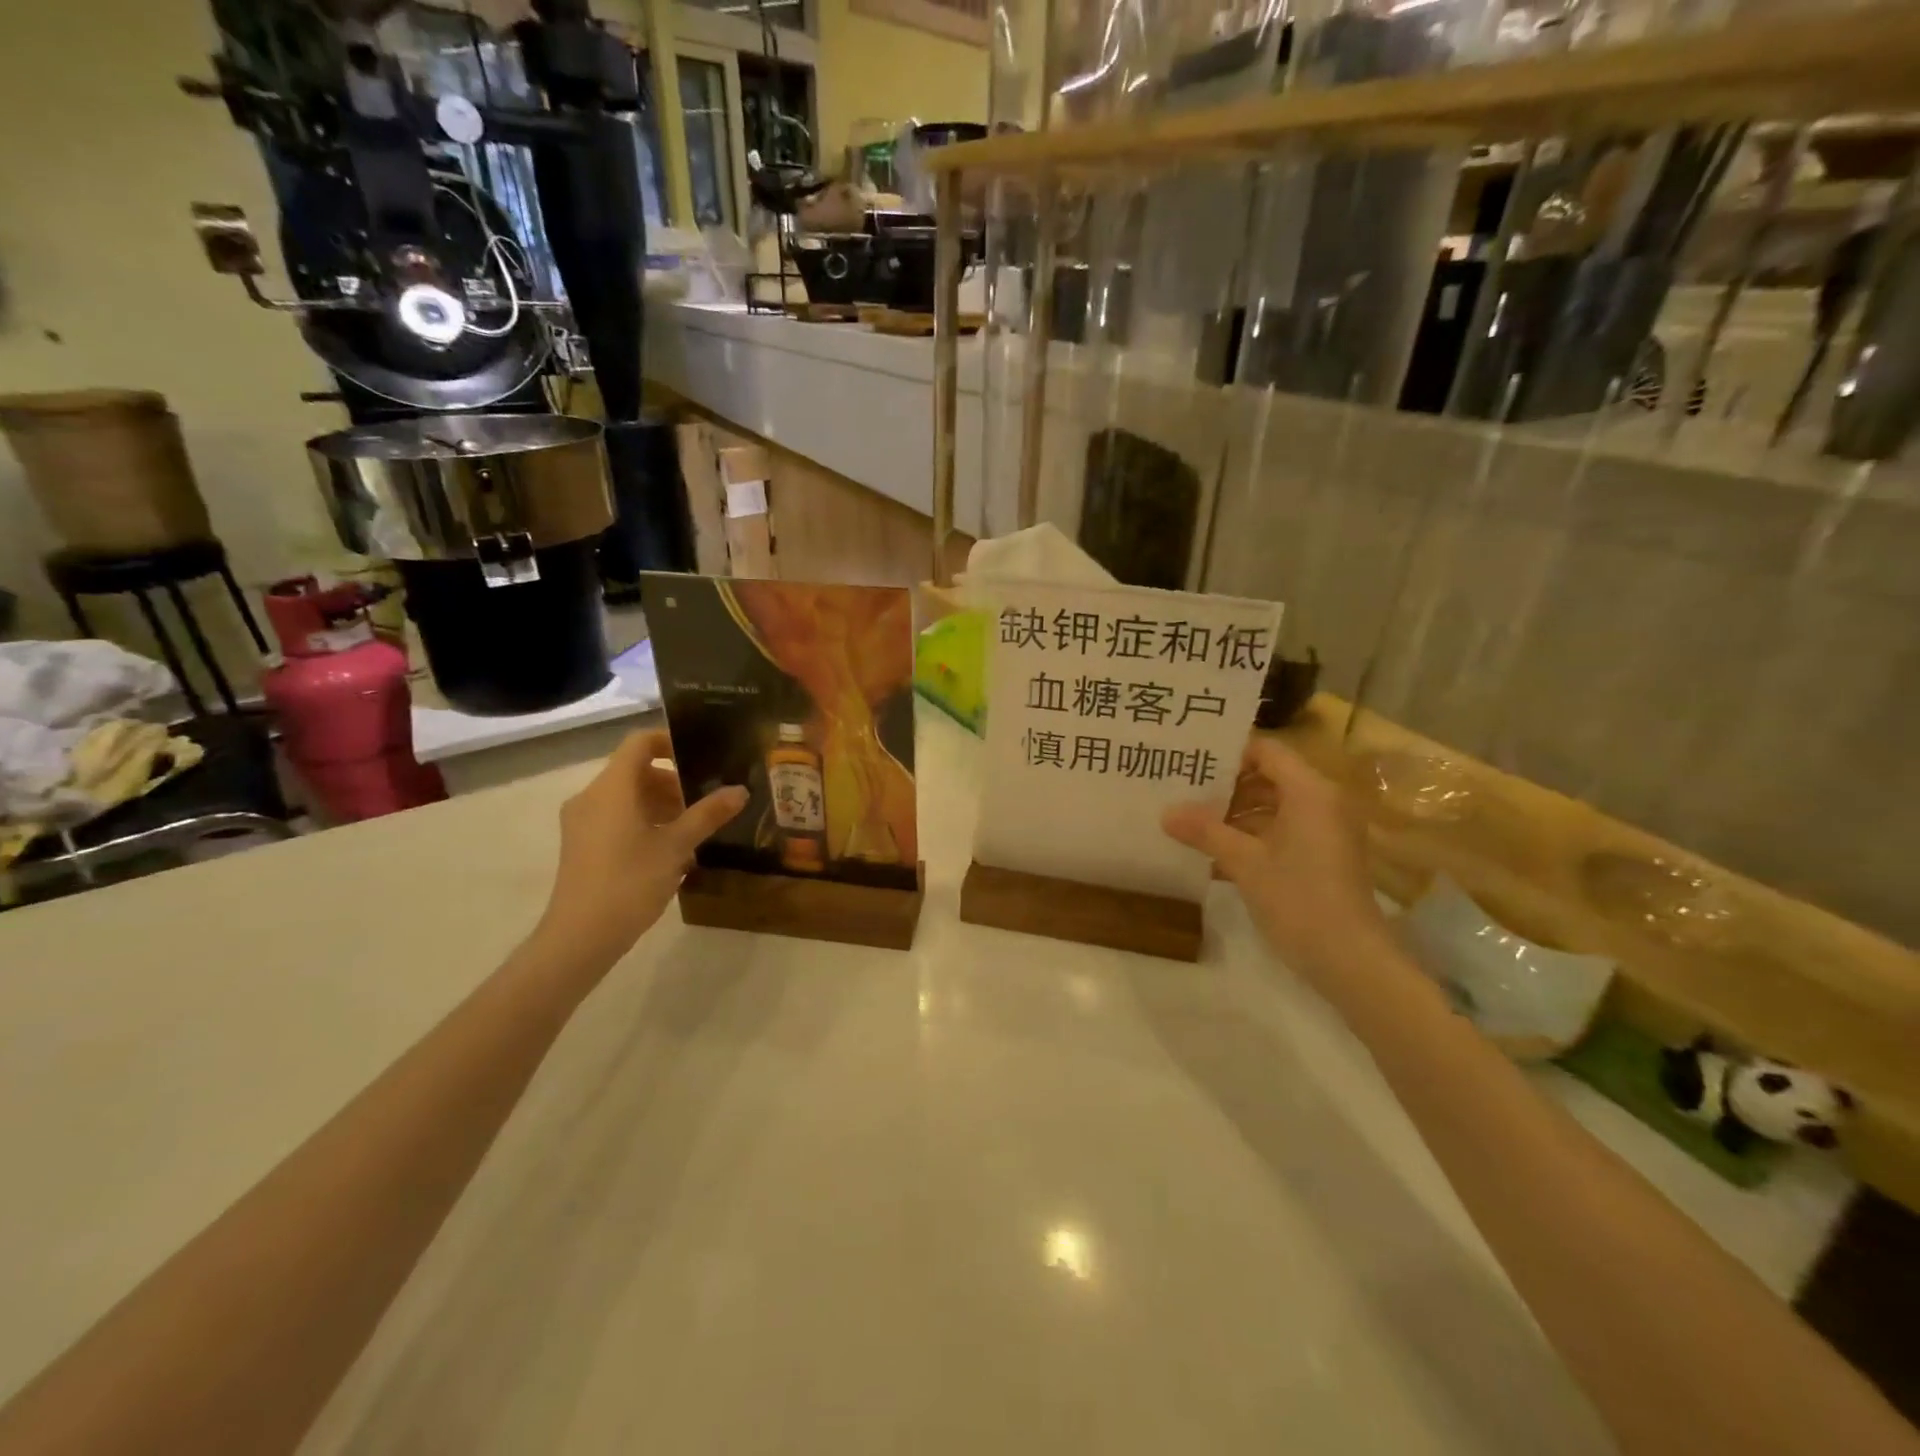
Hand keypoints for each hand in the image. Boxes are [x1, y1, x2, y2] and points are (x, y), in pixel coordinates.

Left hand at [534, 729, 746, 971]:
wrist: (580, 936)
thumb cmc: (630, 881)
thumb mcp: (677, 846)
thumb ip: (708, 814)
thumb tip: (741, 790)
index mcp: (612, 788)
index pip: (639, 743)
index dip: (670, 741)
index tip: (701, 757)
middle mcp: (591, 797)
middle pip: (635, 771)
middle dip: (673, 782)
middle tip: (706, 801)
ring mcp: (582, 822)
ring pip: (627, 798)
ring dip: (661, 805)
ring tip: (694, 829)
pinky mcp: (581, 846)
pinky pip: (616, 818)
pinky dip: (644, 822)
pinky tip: (671, 851)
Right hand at [1162, 737, 1390, 986]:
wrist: (1352, 961)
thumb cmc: (1299, 900)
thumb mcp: (1245, 863)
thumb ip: (1205, 832)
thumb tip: (1165, 812)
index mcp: (1310, 791)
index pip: (1266, 750)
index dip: (1228, 751)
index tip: (1190, 760)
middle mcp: (1322, 802)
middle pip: (1268, 776)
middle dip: (1225, 784)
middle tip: (1181, 788)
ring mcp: (1325, 831)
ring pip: (1273, 806)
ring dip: (1234, 813)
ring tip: (1189, 820)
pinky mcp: (1322, 856)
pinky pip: (1281, 831)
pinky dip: (1251, 836)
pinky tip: (1212, 852)